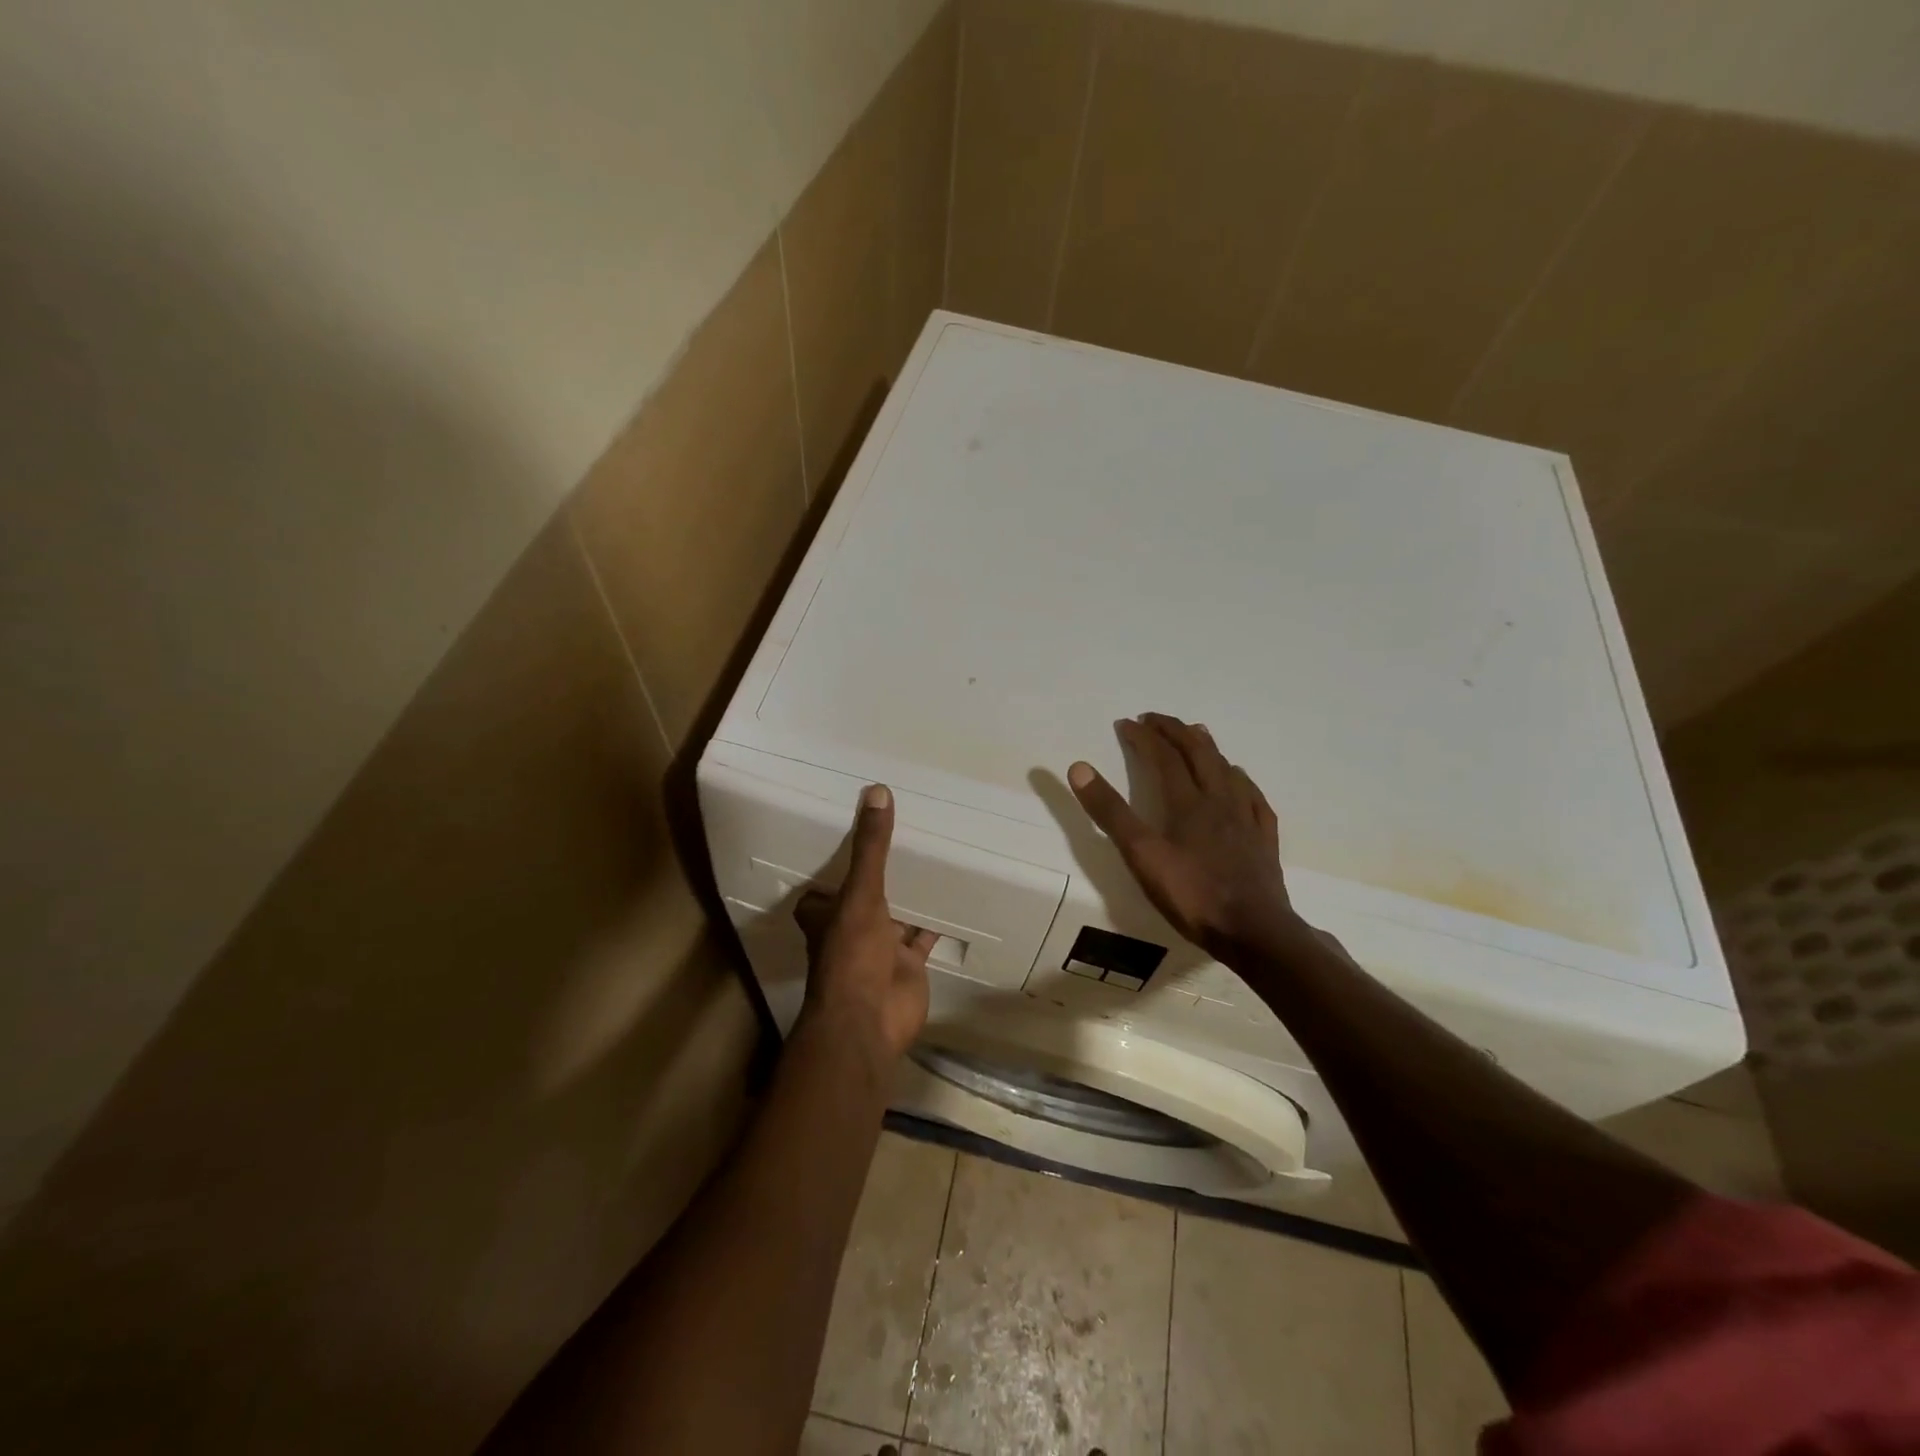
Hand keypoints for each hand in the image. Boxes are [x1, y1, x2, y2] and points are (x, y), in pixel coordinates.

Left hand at [795, 785, 934, 1061]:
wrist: (870, 1022)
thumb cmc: (852, 955)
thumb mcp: (861, 894)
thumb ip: (871, 848)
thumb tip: (877, 791)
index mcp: (827, 914)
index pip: (822, 888)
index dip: (831, 867)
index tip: (848, 835)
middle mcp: (851, 929)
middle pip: (863, 897)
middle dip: (878, 875)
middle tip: (901, 837)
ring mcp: (880, 948)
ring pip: (895, 915)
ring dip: (908, 895)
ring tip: (931, 857)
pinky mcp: (909, 964)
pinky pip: (924, 936)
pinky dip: (936, 921)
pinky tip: (955, 897)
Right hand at [1068, 713, 1293, 954]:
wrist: (1254, 932)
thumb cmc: (1192, 895)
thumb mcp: (1141, 855)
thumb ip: (1111, 812)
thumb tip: (1079, 768)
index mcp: (1187, 802)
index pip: (1164, 756)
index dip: (1144, 736)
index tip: (1126, 723)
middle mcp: (1219, 800)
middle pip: (1199, 753)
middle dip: (1175, 731)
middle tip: (1156, 720)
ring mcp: (1246, 819)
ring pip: (1228, 770)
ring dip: (1208, 748)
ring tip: (1197, 735)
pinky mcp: (1264, 840)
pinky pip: (1253, 798)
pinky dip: (1240, 781)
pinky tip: (1239, 782)